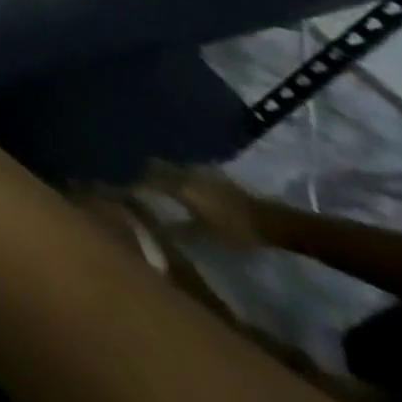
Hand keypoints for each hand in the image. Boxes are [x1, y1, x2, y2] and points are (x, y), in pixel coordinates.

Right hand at [140, 163, 270, 248]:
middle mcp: (183, 172)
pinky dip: (183, 179)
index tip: (128, 193)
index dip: (136, 185)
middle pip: (156, 166)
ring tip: (165, 190)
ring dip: (166, 176)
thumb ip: (177, 228)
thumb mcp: (206, 235)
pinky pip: (189, 173)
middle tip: (144, 188)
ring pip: (173, 168)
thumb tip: (152, 225)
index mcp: (177, 184)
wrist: (273, 222)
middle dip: (147, 174)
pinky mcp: (214, 175)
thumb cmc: (236, 230)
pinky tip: (188, 192)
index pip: (146, 179)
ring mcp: (200, 171)